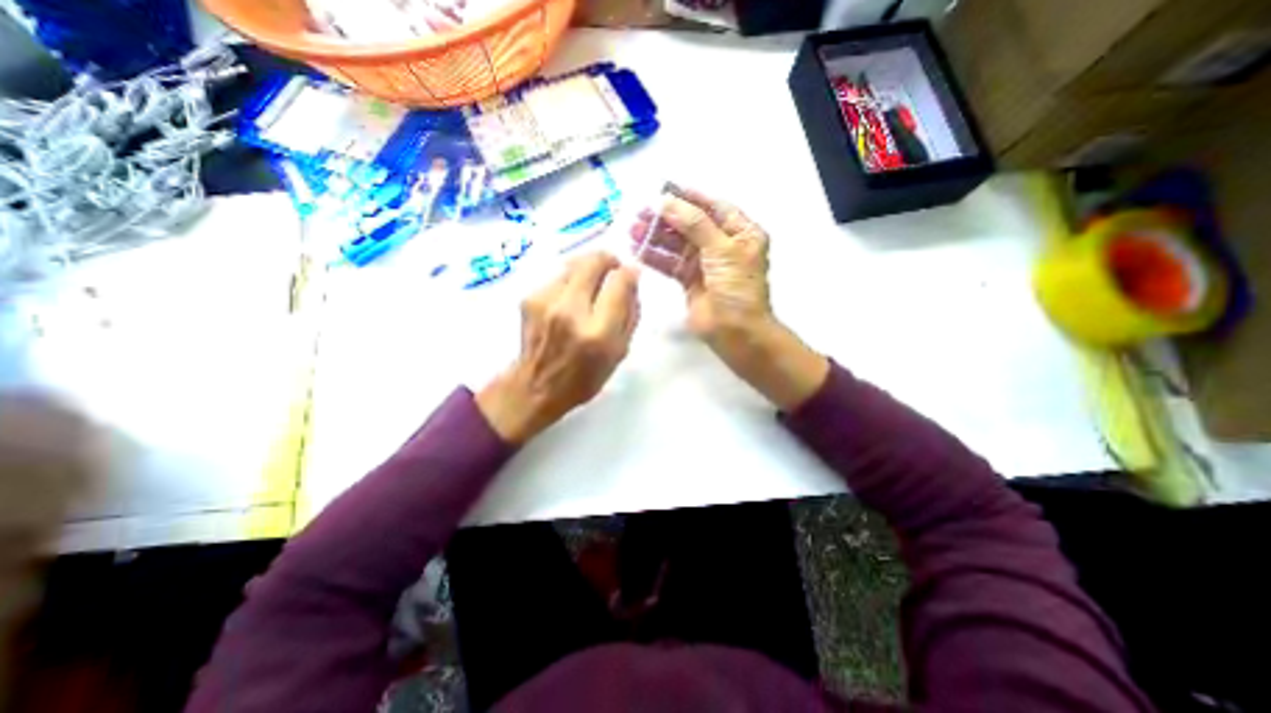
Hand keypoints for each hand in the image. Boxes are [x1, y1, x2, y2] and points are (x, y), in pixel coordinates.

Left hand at [473, 250, 640, 438]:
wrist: (536, 387)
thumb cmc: (585, 376)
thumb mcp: (619, 352)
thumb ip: (630, 314)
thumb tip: (632, 280)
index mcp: (598, 331)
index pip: (620, 282)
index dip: (630, 273)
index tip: (631, 274)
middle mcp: (570, 310)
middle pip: (594, 261)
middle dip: (609, 260)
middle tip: (613, 270)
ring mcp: (546, 301)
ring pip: (575, 264)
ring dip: (588, 270)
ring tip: (590, 288)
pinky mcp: (529, 297)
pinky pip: (558, 276)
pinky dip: (570, 282)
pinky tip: (569, 300)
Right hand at [631, 190, 830, 410]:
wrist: (735, 332)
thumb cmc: (736, 288)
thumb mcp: (722, 249)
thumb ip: (695, 224)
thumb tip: (667, 202)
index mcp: (740, 233)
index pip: (713, 207)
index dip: (690, 197)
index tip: (664, 190)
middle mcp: (722, 245)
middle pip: (691, 225)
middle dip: (666, 218)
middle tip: (640, 213)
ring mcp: (705, 264)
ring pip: (677, 244)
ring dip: (656, 237)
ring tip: (633, 230)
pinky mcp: (690, 281)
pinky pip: (671, 264)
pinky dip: (655, 257)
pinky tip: (638, 251)